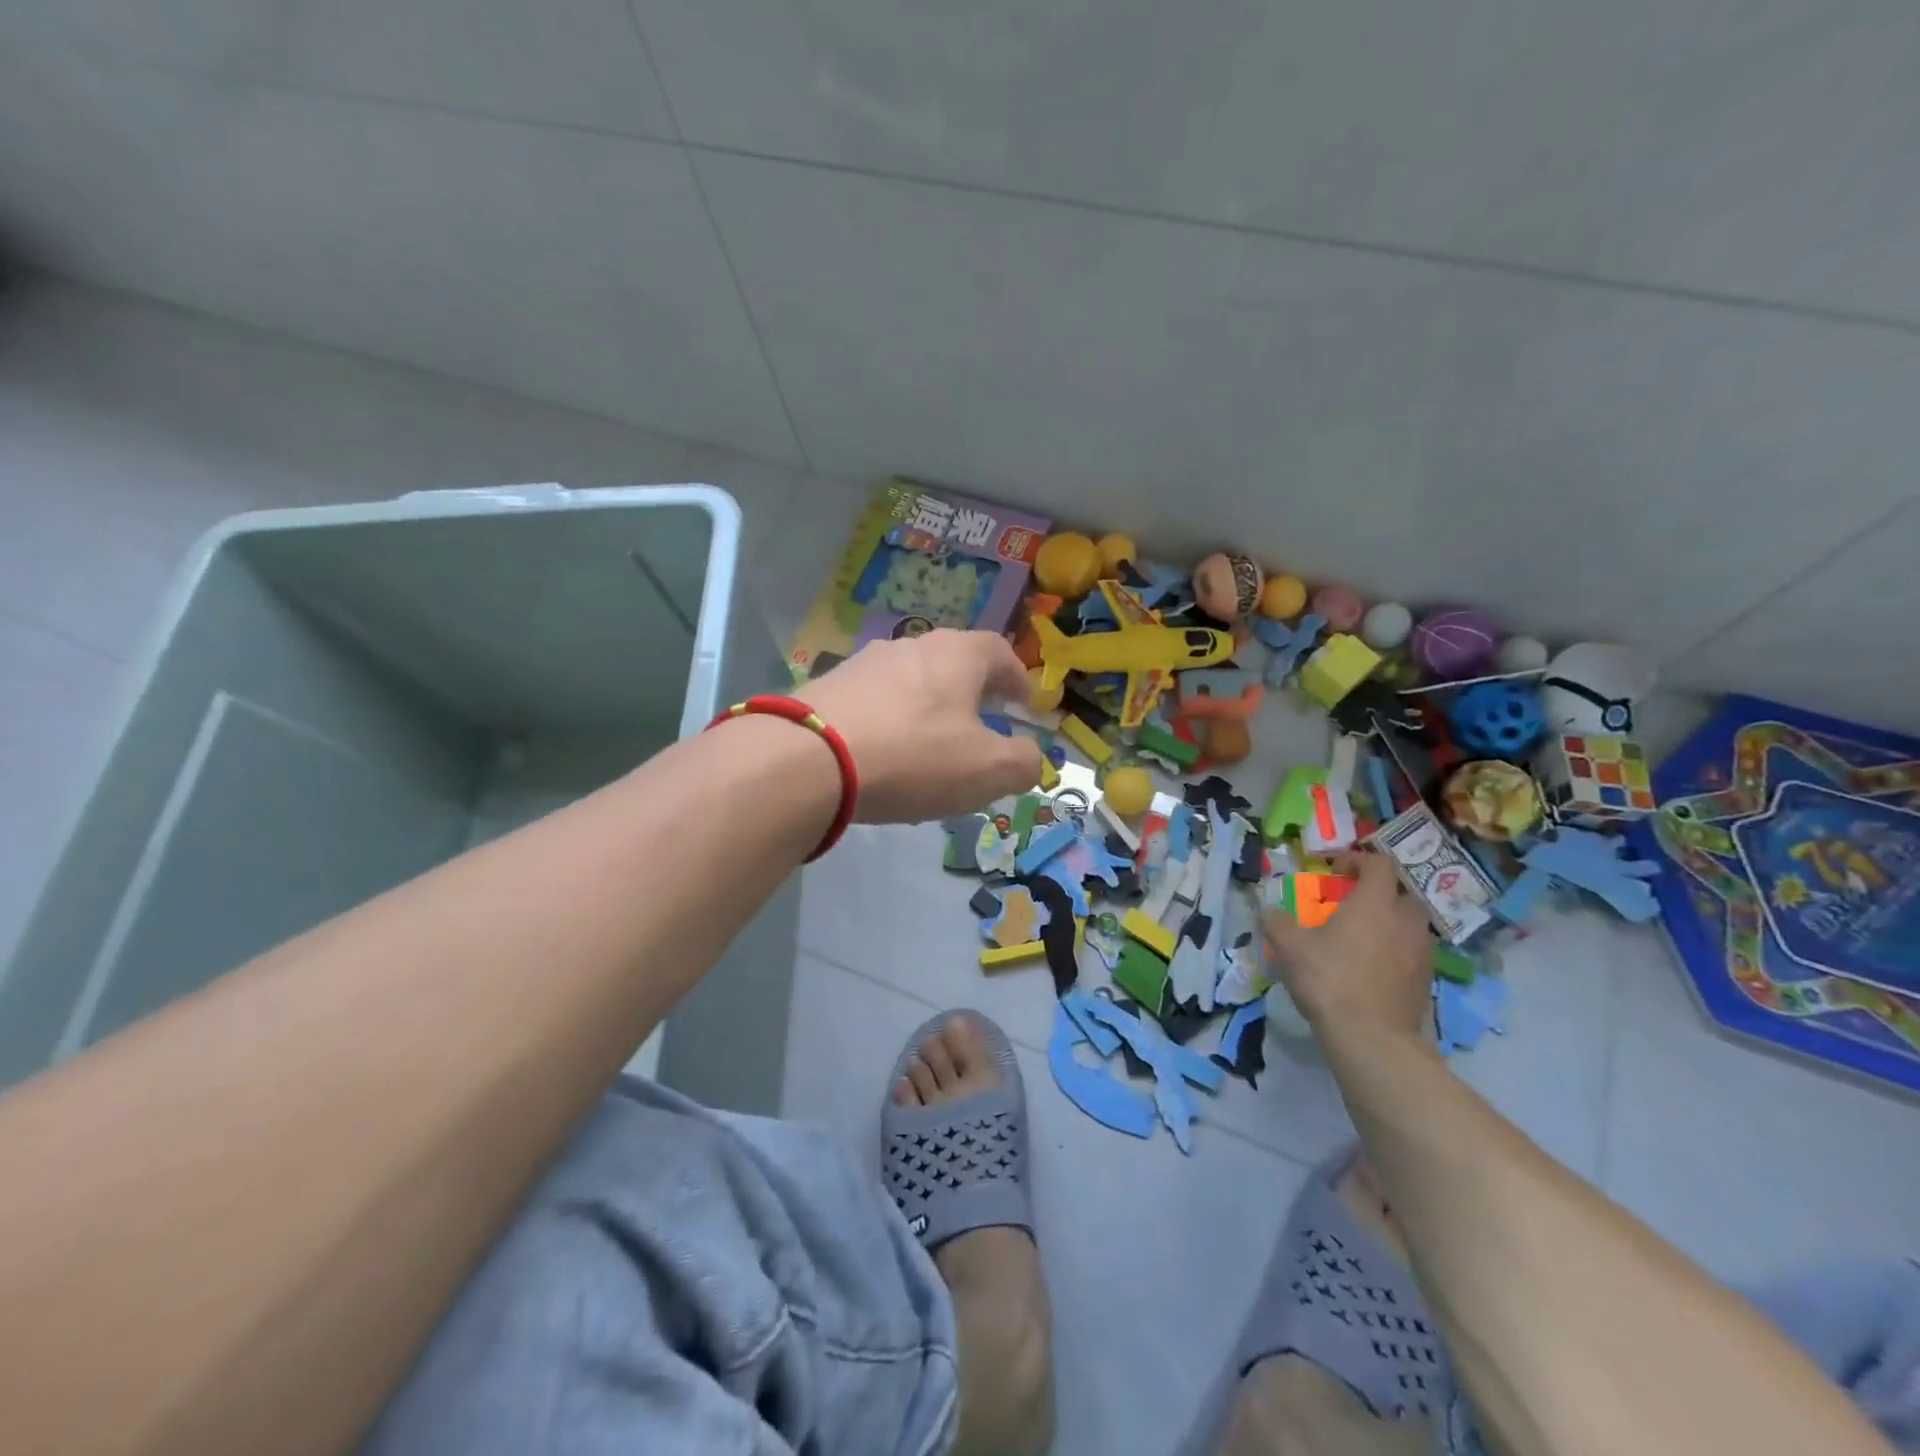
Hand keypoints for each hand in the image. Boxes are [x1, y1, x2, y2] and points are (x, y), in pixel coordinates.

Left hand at [797, 629, 1044, 822]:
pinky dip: (888, 724)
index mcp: (957, 654)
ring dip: (927, 708)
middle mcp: (911, 646)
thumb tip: (1032, 759)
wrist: (807, 759)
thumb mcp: (986, 770)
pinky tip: (883, 756)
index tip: (1024, 704)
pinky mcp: (827, 687)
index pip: (1000, 652)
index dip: (1017, 678)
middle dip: (971, 693)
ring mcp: (863, 664)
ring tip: (930, 746)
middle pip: (952, 663)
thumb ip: (1022, 763)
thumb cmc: (914, 757)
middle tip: (980, 723)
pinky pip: (873, 703)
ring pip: (910, 682)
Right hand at [1263, 849, 1433, 1039]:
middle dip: (1379, 892)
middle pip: (1402, 891)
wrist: (1372, 1038)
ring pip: (1410, 923)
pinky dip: (1396, 950)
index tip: (1336, 871)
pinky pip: (1413, 952)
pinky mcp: (1426, 980)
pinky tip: (1373, 967)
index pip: (1379, 863)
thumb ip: (1277, 921)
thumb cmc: (1329, 979)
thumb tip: (1270, 911)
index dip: (1358, 860)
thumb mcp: (1289, 946)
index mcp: (1375, 902)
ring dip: (1390, 922)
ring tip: (1363, 937)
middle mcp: (1405, 920)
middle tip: (1352, 904)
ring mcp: (1422, 951)